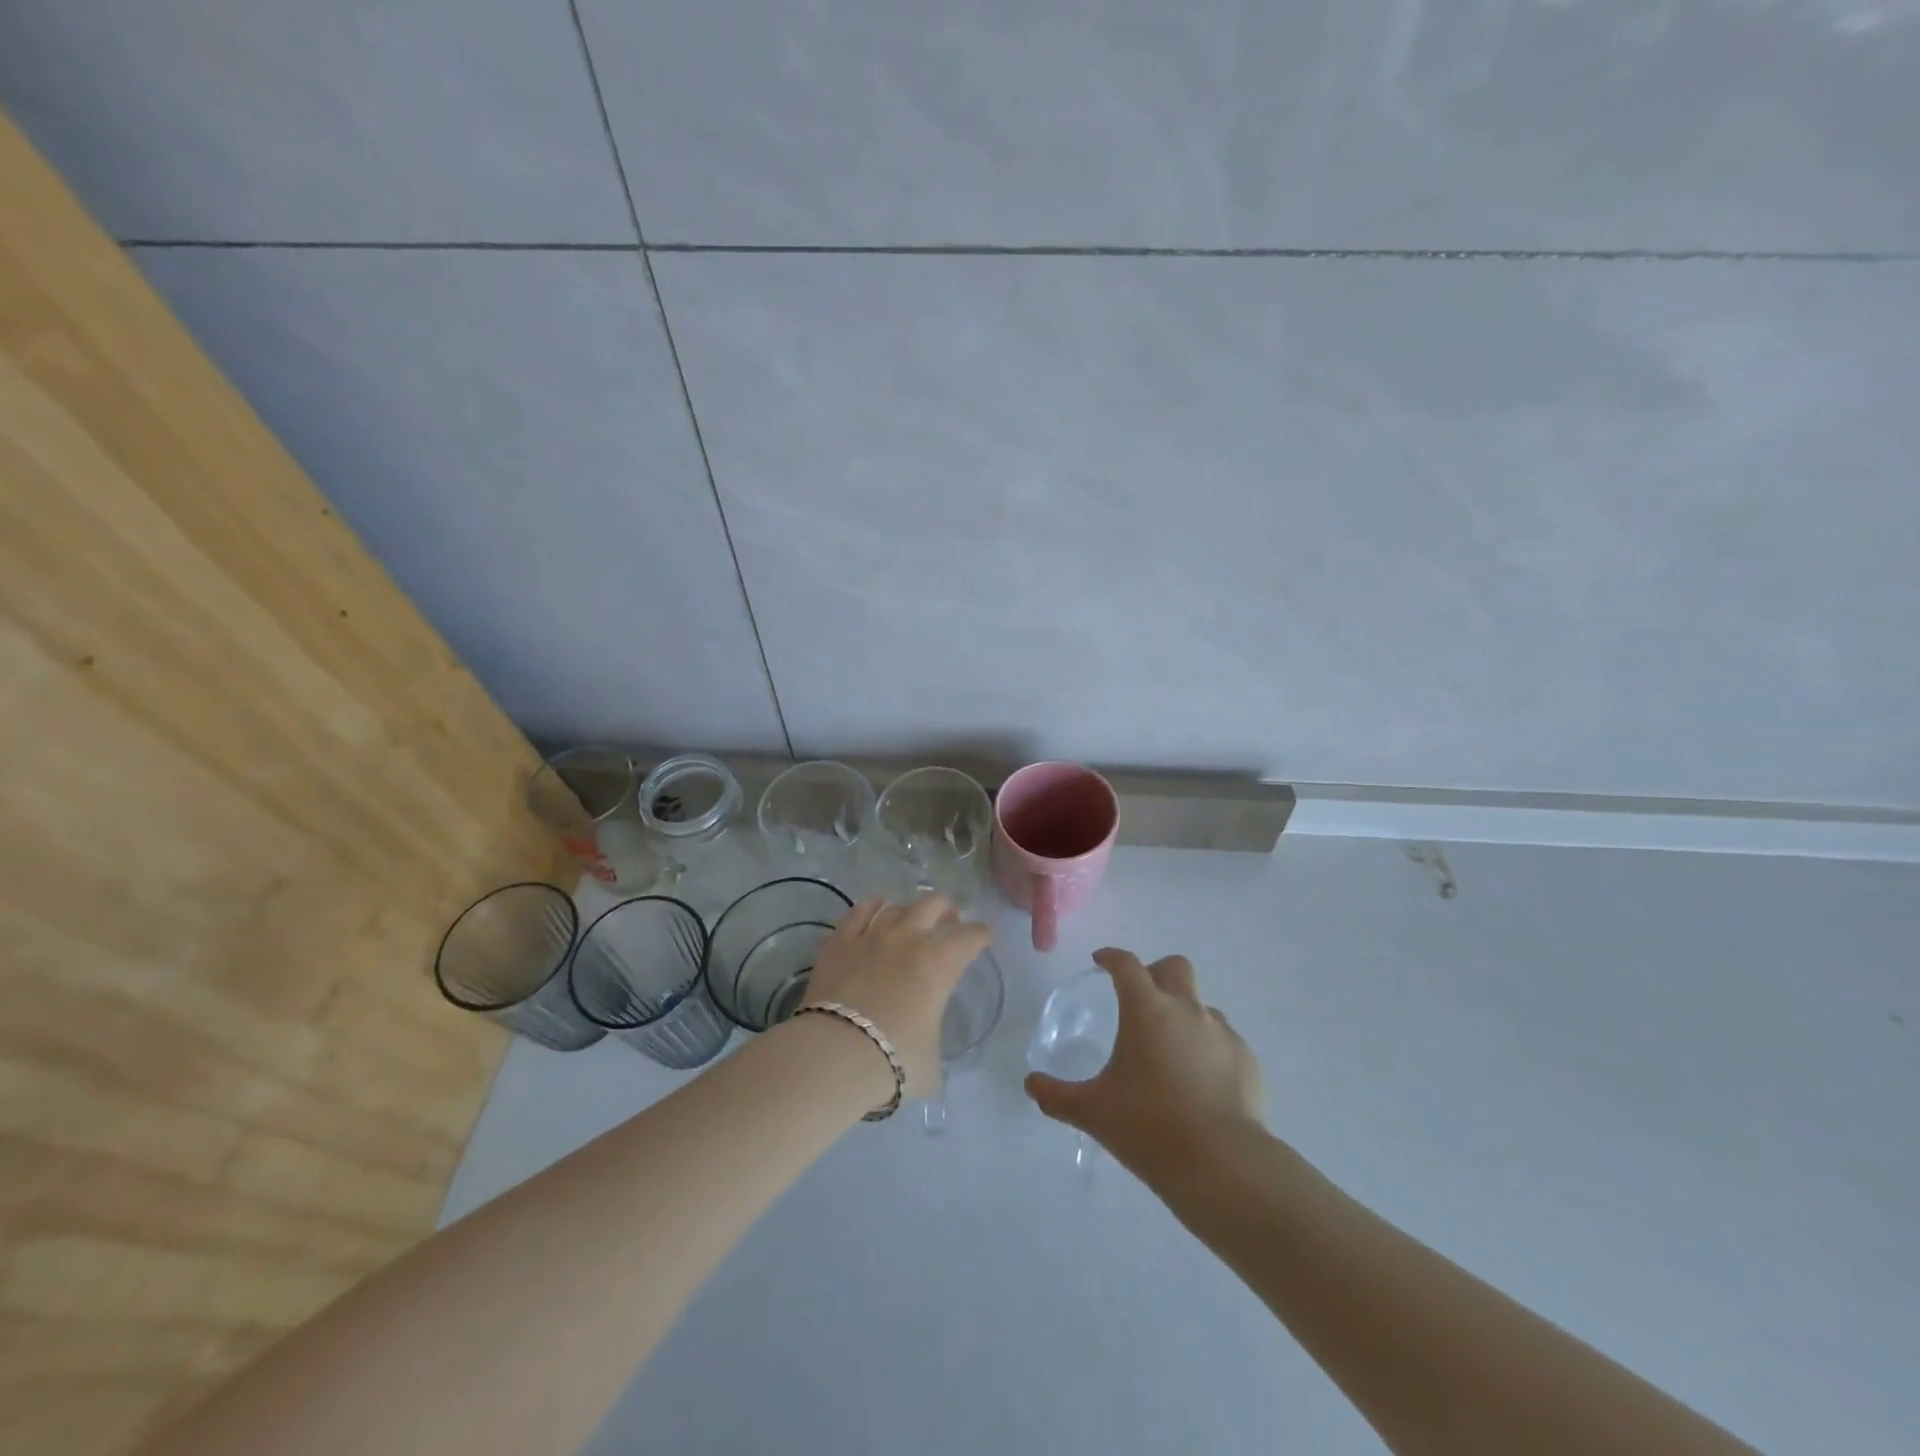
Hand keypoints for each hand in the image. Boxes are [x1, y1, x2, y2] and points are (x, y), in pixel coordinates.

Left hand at [803, 894, 991, 1098]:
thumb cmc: (894, 1059)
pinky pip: (859, 911)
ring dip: (910, 911)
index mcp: (941, 963)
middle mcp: (910, 938)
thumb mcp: (931, 1064)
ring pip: (897, 907)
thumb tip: (925, 1053)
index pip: (971, 937)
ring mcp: (872, 935)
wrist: (836, 1052)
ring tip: (911, 919)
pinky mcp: (840, 941)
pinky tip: (875, 904)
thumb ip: (933, 1047)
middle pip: (934, 904)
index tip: (984, 937)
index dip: (982, 934)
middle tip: (949, 921)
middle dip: (947, 909)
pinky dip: (871, 905)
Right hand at [1025, 947, 1264, 1178]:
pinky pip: (1223, 1040)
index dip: (1112, 957)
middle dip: (1155, 973)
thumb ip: (1056, 1095)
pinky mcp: (1246, 1060)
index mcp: (1146, 1009)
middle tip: (1140, 997)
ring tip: (1170, 1051)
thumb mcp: (1092, 1111)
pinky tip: (1199, 1081)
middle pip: (1174, 967)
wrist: (1223, 1164)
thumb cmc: (1148, 1127)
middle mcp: (1186, 1009)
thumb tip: (1030, 1085)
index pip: (1127, 965)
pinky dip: (1208, 1048)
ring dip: (1183, 1014)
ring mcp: (1221, 1032)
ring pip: (1201, 1005)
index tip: (1101, 961)